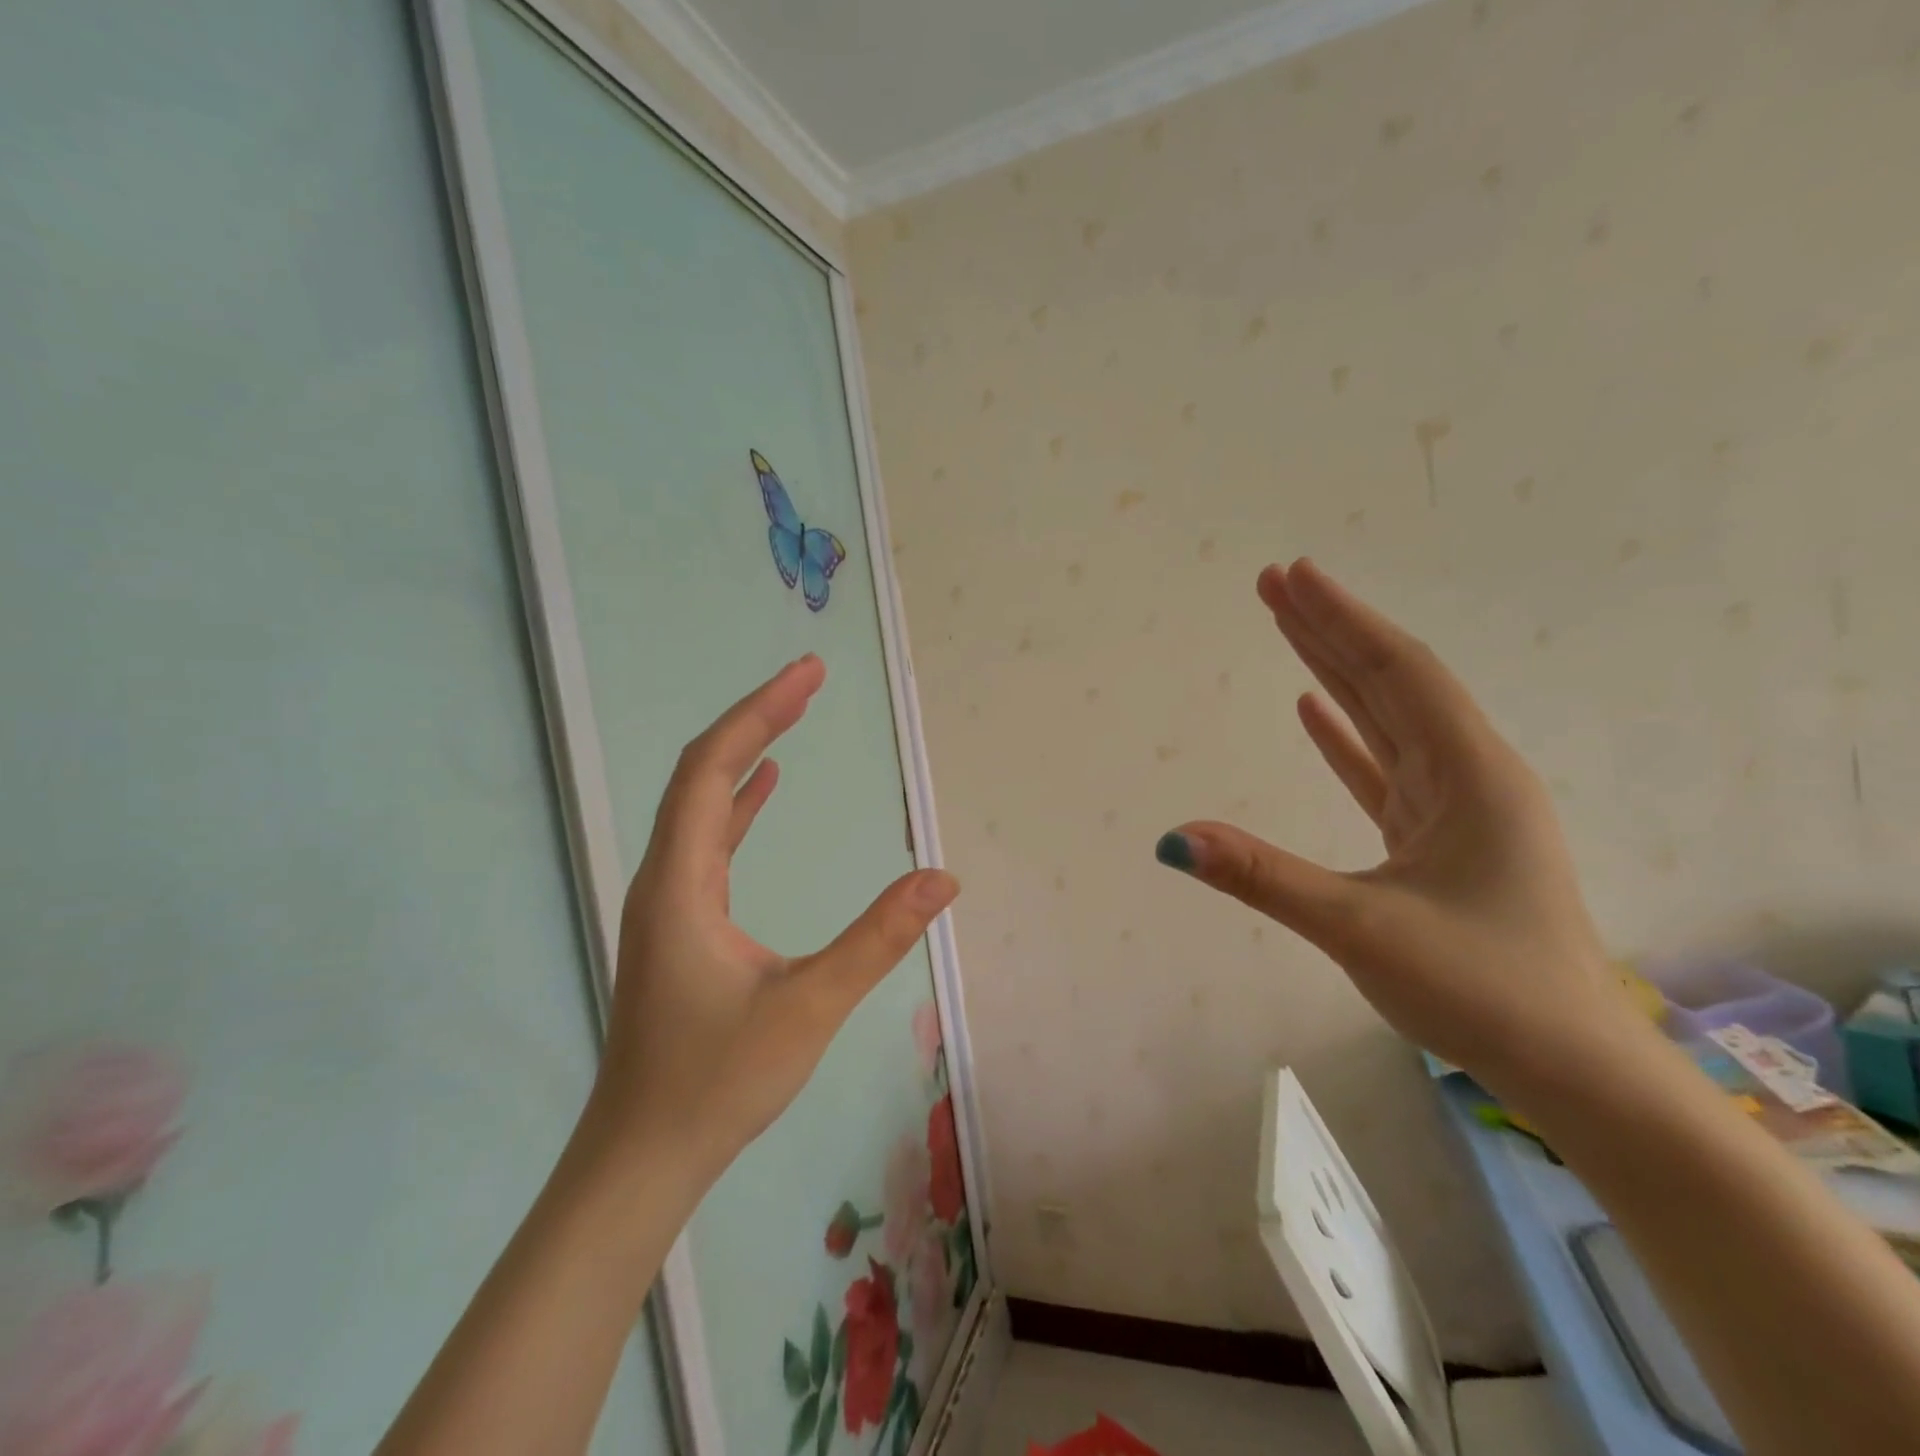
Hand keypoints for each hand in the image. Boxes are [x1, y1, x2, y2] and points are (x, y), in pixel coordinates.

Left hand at [591, 655, 958, 1177]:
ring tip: (792, 713)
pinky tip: (763, 788)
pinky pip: (707, 840)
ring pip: (701, 804)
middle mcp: (665, 878)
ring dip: (746, 754)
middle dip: (756, 719)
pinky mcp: (680, 923)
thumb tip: (942, 881)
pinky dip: (737, 801)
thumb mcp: (808, 1008)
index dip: (759, 714)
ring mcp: (668, 901)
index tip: (808, 675)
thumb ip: (876, 940)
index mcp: (681, 884)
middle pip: (702, 774)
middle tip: (809, 679)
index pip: (711, 771)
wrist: (642, 1154)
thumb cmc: (717, 1082)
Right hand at [1158, 559, 1637, 1093]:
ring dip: (1334, 673)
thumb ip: (1263, 876)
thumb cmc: (1481, 989)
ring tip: (1286, 627)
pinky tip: (1311, 709)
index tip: (1293, 575)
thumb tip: (1173, 839)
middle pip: (1390, 682)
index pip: (1395, 673)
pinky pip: (1383, 767)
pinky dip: (1345, 735)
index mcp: (1469, 775)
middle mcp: (1467, 775)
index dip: (1341, 619)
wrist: (1572, 1069)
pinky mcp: (1437, 839)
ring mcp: (1454, 807)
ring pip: (1386, 720)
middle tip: (1273, 583)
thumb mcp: (1361, 929)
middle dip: (1330, 629)